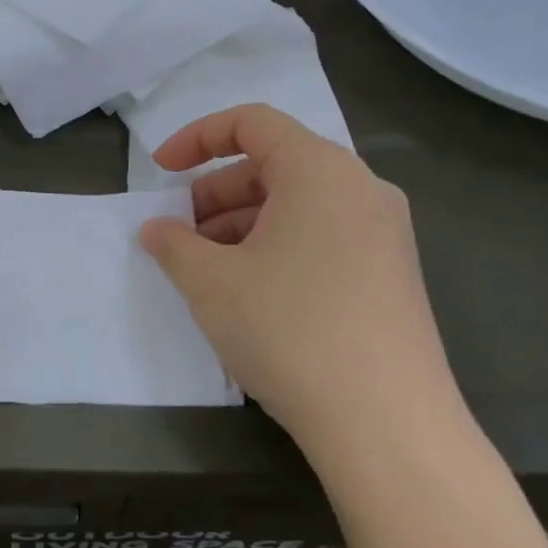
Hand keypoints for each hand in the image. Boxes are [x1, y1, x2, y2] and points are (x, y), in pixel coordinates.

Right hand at [140, 105, 460, 444]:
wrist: (388, 425)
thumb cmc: (290, 330)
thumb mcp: (211, 283)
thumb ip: (173, 244)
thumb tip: (155, 229)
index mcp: (320, 170)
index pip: (252, 122)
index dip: (196, 138)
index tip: (160, 173)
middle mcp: (360, 188)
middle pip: (274, 164)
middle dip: (215, 192)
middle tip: (180, 235)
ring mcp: (384, 232)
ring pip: (298, 204)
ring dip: (243, 224)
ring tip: (207, 269)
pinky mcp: (391, 274)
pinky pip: (323, 236)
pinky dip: (278, 246)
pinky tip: (251, 293)